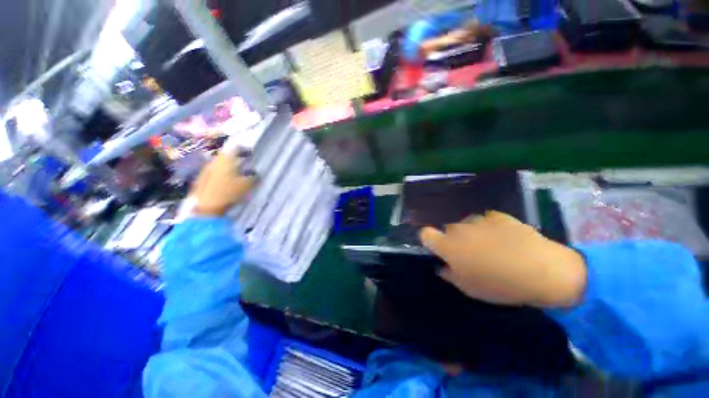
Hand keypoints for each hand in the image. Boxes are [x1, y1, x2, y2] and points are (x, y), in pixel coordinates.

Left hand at [190, 150, 255, 216]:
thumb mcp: (247, 185)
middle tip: (245, 163)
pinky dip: (222, 172)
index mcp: (226, 159)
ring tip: (237, 173)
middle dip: (236, 158)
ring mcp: (207, 169)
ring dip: (229, 165)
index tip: (251, 153)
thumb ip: (254, 177)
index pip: (236, 148)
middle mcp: (215, 161)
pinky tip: (227, 180)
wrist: (207, 206)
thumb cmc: (229, 192)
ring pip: (220, 163)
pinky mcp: (202, 178)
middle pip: (227, 155)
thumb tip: (256, 174)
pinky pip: (215, 171)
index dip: (245, 149)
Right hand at [419, 211, 586, 307]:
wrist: (543, 271)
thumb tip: (443, 266)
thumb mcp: (470, 289)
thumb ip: (450, 275)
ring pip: (467, 224)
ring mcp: (479, 220)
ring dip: (472, 233)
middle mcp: (458, 228)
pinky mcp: (498, 215)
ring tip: (491, 247)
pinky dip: (490, 228)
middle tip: (470, 254)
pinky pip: (486, 220)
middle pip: (448, 230)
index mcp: (448, 246)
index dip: (429, 239)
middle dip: (454, 240)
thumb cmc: (500, 285)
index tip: (438, 249)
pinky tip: (505, 239)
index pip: (425, 234)